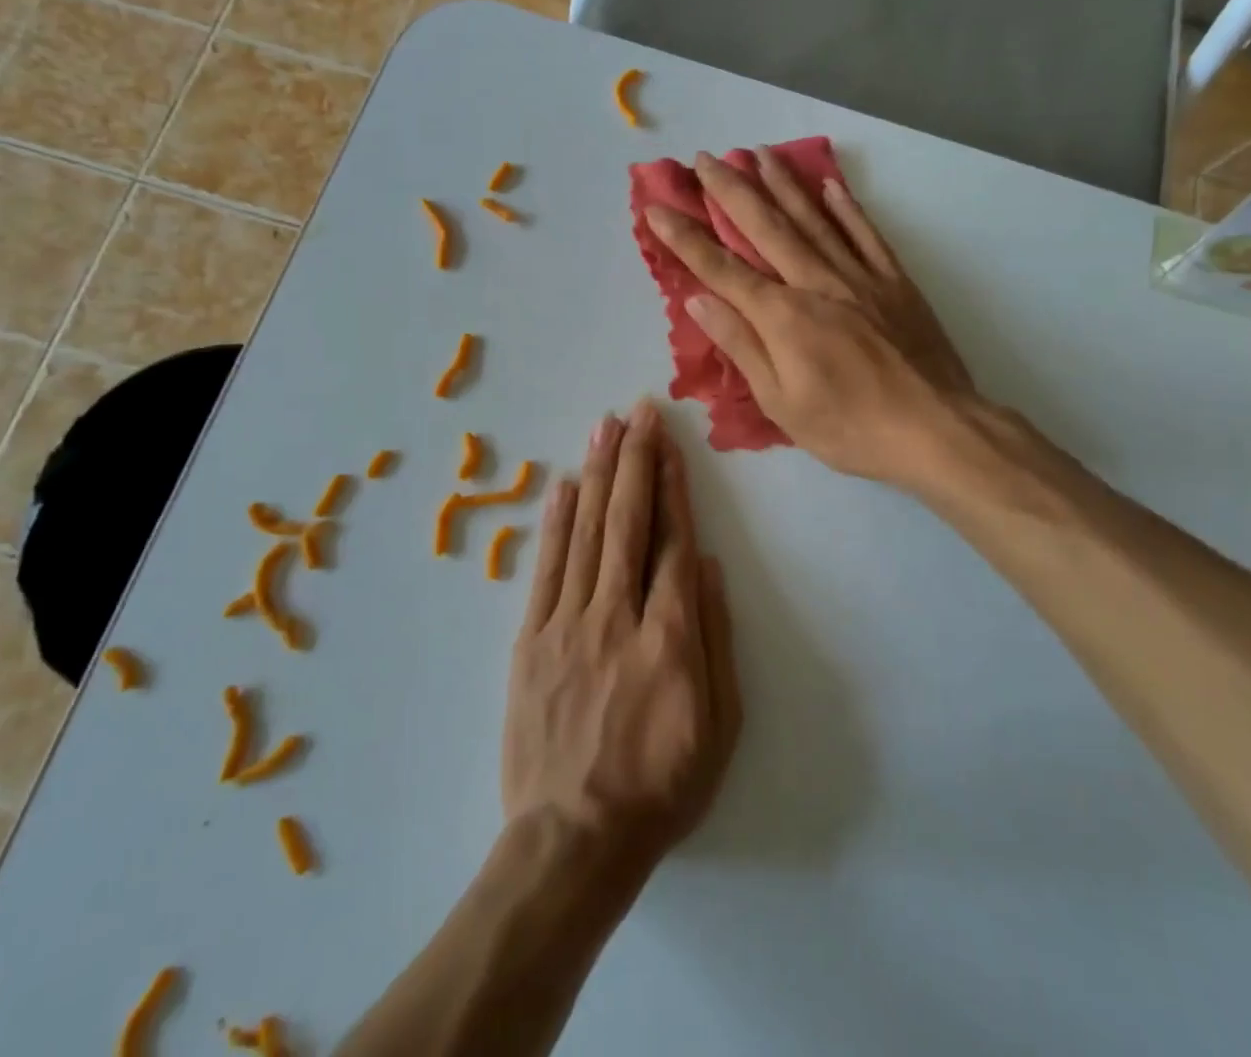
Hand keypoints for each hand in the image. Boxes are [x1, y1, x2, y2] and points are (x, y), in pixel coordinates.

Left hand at [503, 401, 741, 876]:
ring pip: (586, 534)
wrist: (573, 839)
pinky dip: (555, 522)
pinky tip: (564, 485)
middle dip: (636, 460)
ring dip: (598, 475)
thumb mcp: (719, 725)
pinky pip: (545, 569)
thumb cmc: (661, 784)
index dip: (673, 487)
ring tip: (605, 427)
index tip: (671, 444)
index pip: (673, 543)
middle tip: (639, 411)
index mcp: (669, 637)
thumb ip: (716, 639)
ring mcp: (567, 625)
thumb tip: (709, 566)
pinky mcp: (530, 640)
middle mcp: (617, 616)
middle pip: (627, 523)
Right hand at [643, 149, 976, 484]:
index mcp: (783, 316)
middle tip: (706, 158)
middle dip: (731, 190)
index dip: (686, 238)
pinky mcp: (895, 280)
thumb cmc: (849, 427)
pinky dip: (846, 207)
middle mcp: (816, 282)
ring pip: (813, 218)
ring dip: (782, 184)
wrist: (934, 428)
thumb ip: (741, 345)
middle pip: (765, 227)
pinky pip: (865, 233)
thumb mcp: (781, 402)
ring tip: (759, 153)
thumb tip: (700, 300)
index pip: (721, 269)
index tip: (657, 208)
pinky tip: (829, 185)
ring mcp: (859, 276)